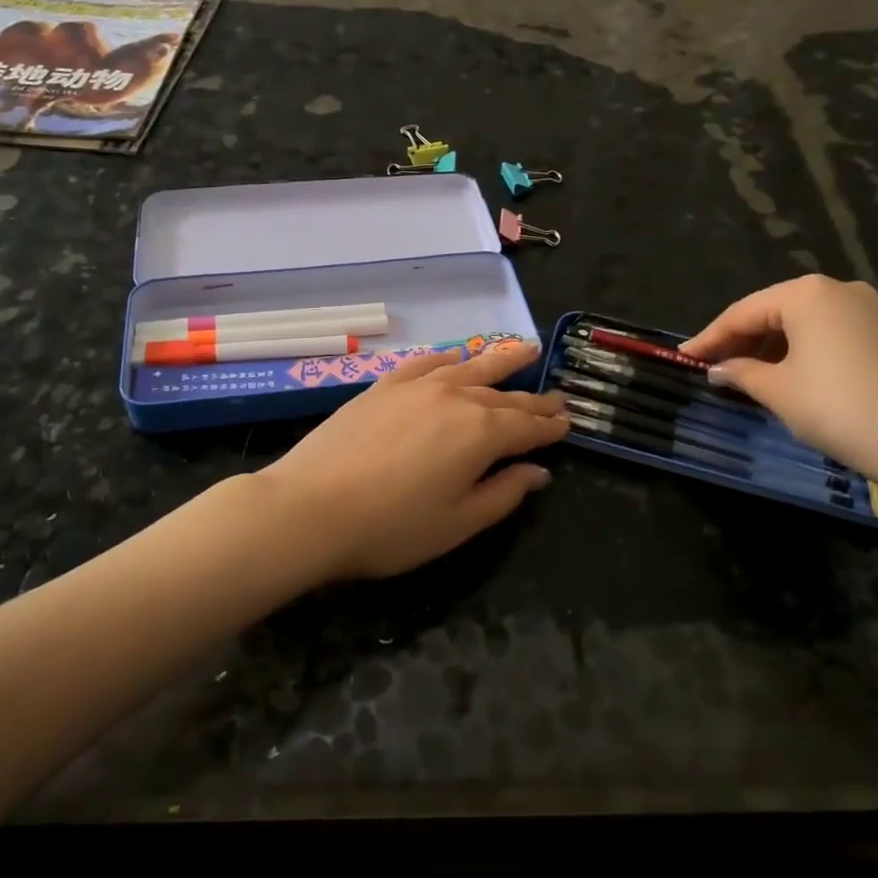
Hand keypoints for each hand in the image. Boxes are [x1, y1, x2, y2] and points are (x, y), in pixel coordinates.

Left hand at [258, 342, 568, 581]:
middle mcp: (455, 398)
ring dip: (500, 361)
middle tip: (556, 397)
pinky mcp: (383, 385)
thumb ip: (503, 494)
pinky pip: (425, 363)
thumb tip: (537, 472)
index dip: (550, 427)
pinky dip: (447, 358)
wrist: (310, 507)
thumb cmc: (390, 527)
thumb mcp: (457, 524)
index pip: (527, 426)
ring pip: (470, 367)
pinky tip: (456, 356)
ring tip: (525, 350)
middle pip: (503, 395)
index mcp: (480, 434)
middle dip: (533, 398)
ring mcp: (417, 386)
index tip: (568, 423)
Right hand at [679, 275, 877, 484]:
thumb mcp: (778, 391)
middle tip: (711, 365)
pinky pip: (827, 332)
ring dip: (769, 345)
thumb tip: (718, 369)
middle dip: (740, 339)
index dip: (709, 337)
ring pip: (801, 322)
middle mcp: (837, 289)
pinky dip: (799, 349)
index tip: (683, 357)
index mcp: (805, 293)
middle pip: (772, 311)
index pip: (742, 312)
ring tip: (743, 373)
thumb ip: (741, 373)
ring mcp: (867, 308)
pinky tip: (785, 373)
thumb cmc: (838, 407)